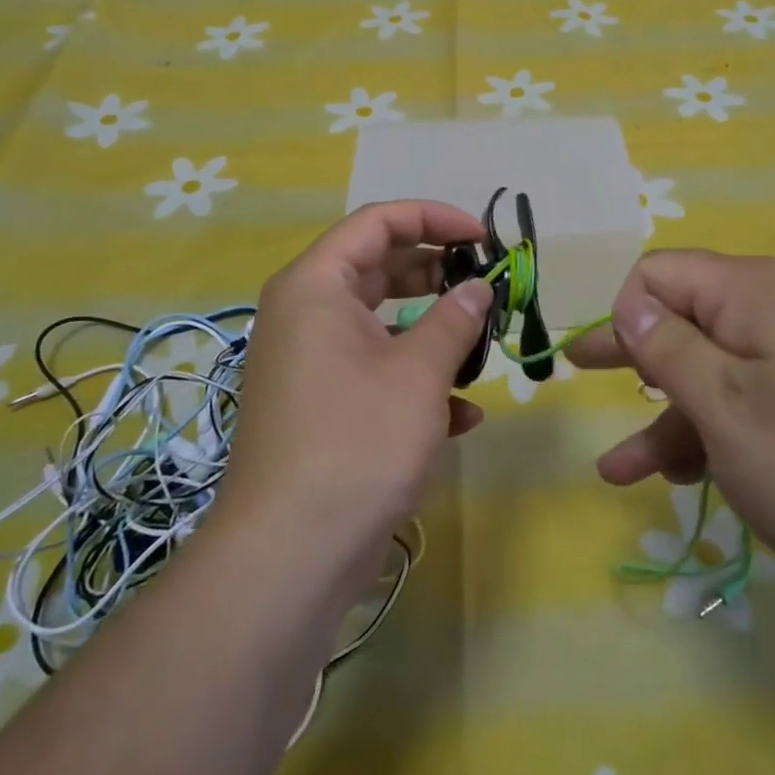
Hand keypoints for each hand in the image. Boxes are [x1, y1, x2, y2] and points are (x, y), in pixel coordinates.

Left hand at [219, 201, 493, 567]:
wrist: (290, 555)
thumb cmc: (357, 442)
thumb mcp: (420, 373)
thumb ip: (455, 319)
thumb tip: (478, 287)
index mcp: (315, 286)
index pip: (377, 222)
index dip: (435, 219)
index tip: (484, 238)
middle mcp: (304, 315)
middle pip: (378, 268)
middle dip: (436, 274)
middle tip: (485, 286)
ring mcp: (309, 362)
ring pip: (379, 323)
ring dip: (431, 331)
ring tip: (479, 347)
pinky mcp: (319, 406)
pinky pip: (372, 370)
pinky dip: (414, 379)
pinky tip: (461, 415)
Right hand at [570, 250, 774, 605]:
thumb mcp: (725, 407)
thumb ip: (667, 349)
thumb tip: (630, 303)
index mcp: (751, 292)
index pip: (661, 274)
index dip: (627, 312)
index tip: (610, 365)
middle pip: (683, 316)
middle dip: (632, 351)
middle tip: (579, 371)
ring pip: (712, 369)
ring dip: (666, 413)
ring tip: (620, 469)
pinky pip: (748, 398)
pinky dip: (711, 430)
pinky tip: (682, 476)